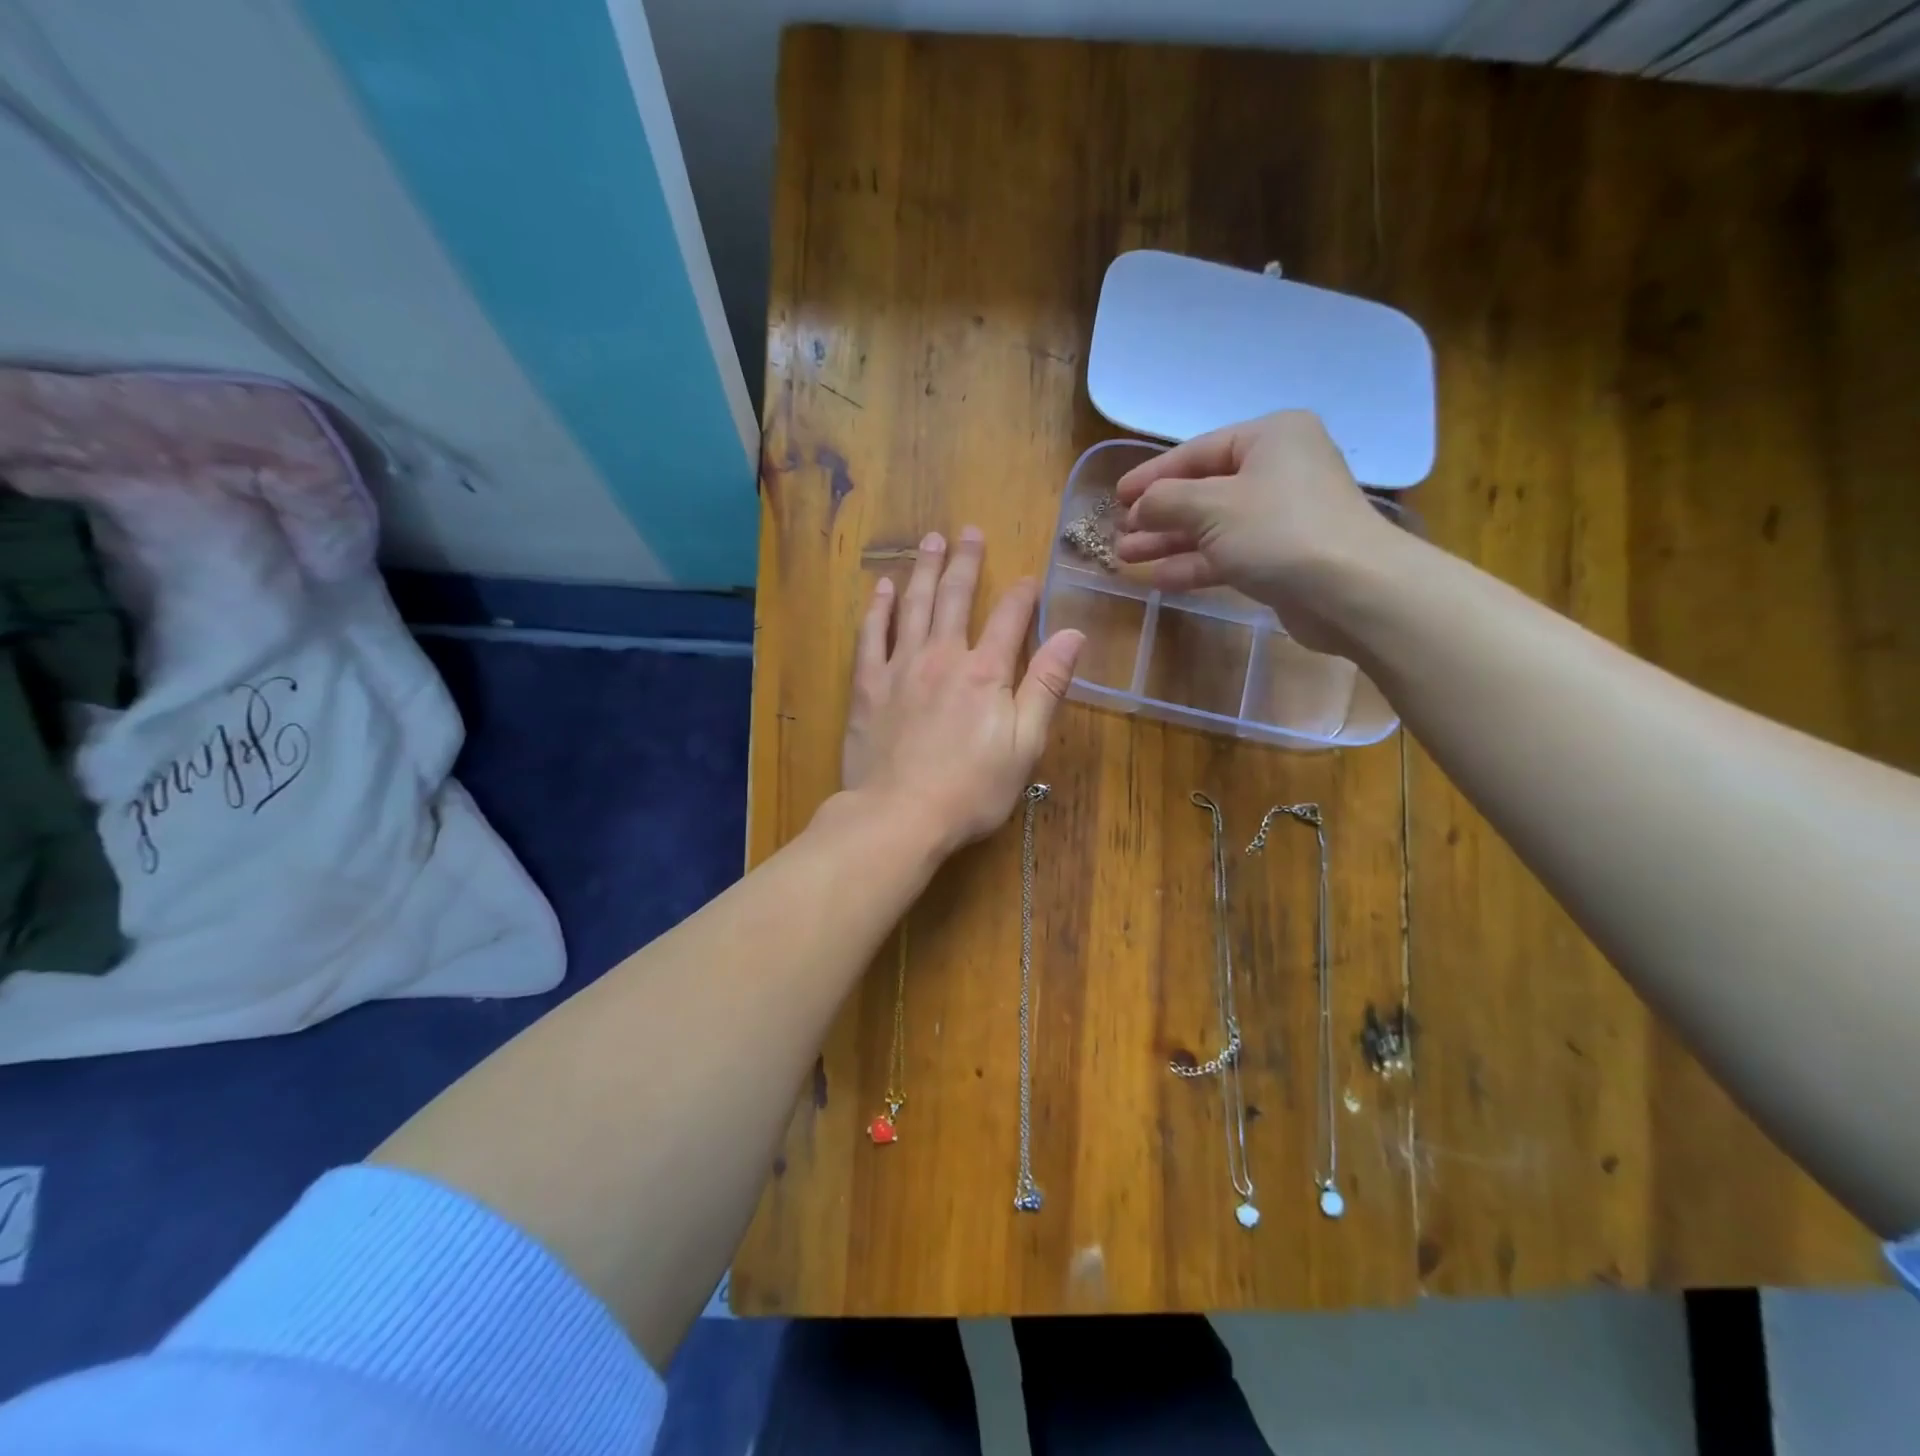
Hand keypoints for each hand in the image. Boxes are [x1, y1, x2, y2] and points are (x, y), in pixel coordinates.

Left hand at [840, 528, 1084, 854]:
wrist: (900, 815)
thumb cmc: (971, 789)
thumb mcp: (1025, 744)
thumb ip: (1047, 686)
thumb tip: (1074, 634)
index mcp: (985, 672)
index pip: (1011, 618)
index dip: (1023, 595)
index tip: (1029, 578)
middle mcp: (943, 656)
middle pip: (957, 598)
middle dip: (966, 562)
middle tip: (968, 531)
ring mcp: (900, 668)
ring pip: (914, 606)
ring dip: (924, 571)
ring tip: (930, 541)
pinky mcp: (867, 686)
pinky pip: (871, 636)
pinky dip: (878, 609)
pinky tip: (882, 588)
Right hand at [1113, 410, 1401, 653]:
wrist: (1350, 591)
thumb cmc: (1278, 531)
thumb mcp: (1211, 507)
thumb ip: (1166, 501)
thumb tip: (1141, 506)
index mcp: (1269, 438)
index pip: (1197, 451)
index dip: (1152, 475)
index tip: (1116, 496)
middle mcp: (1278, 470)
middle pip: (1203, 490)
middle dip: (1158, 514)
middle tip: (1119, 532)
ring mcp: (1281, 516)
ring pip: (1211, 526)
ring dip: (1168, 541)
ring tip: (1126, 556)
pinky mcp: (1280, 557)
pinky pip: (1227, 554)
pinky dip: (1193, 563)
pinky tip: (1158, 577)